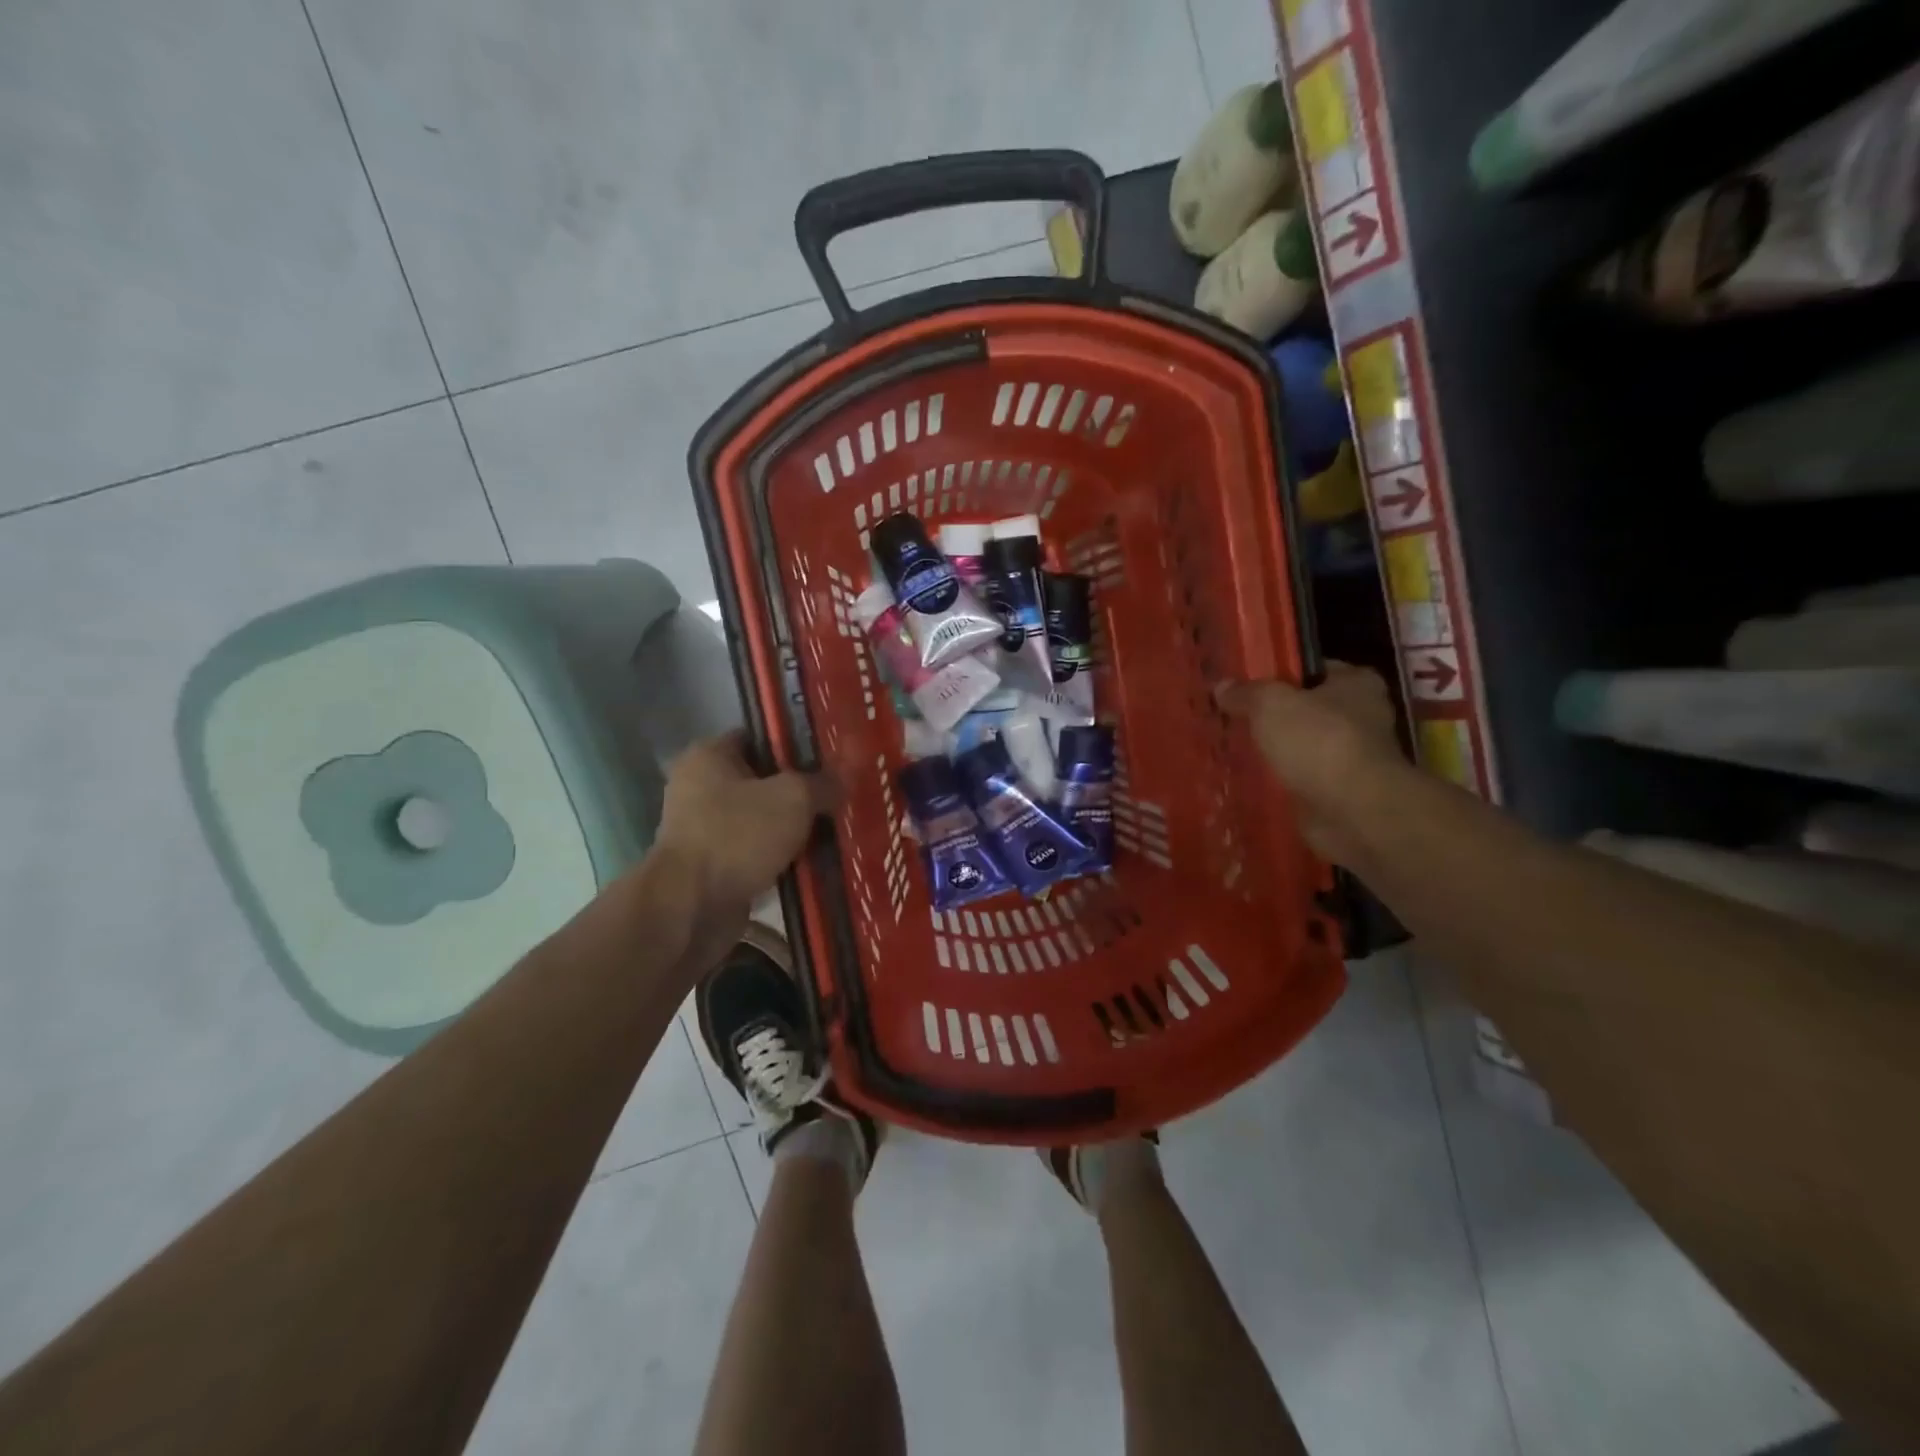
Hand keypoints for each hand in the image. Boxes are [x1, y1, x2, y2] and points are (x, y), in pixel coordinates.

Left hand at [653, 731, 836, 923]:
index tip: (833, 759)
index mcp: (709, 756)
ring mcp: (705, 830)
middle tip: (841, 796)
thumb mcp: (793, 798)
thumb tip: (843, 780)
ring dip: (795, 829)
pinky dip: (783, 858)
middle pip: (765, 780)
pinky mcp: (714, 866)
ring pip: (764, 820)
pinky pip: (758, 853)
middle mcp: (701, 787)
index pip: (761, 737)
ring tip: (837, 830)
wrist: (692, 908)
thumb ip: (822, 783)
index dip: (798, 744)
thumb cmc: (737, 835)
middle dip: (803, 791)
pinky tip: (817, 862)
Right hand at [1216, 663, 1398, 858]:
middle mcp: (1360, 717)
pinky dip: (1277, 780)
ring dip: (1272, 750)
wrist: (1353, 811)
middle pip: (1304, 709)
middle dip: (1271, 716)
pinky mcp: (1337, 792)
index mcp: (1357, 684)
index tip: (1243, 682)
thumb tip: (1222, 687)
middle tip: (1230, 716)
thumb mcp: (1272, 704)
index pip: (1312, 669)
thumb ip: (1246, 693)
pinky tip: (1245, 778)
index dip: (1278, 673)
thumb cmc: (1319, 742)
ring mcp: (1350, 758)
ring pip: (1299, 746)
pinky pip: (1298, 778)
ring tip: (1230, 747)